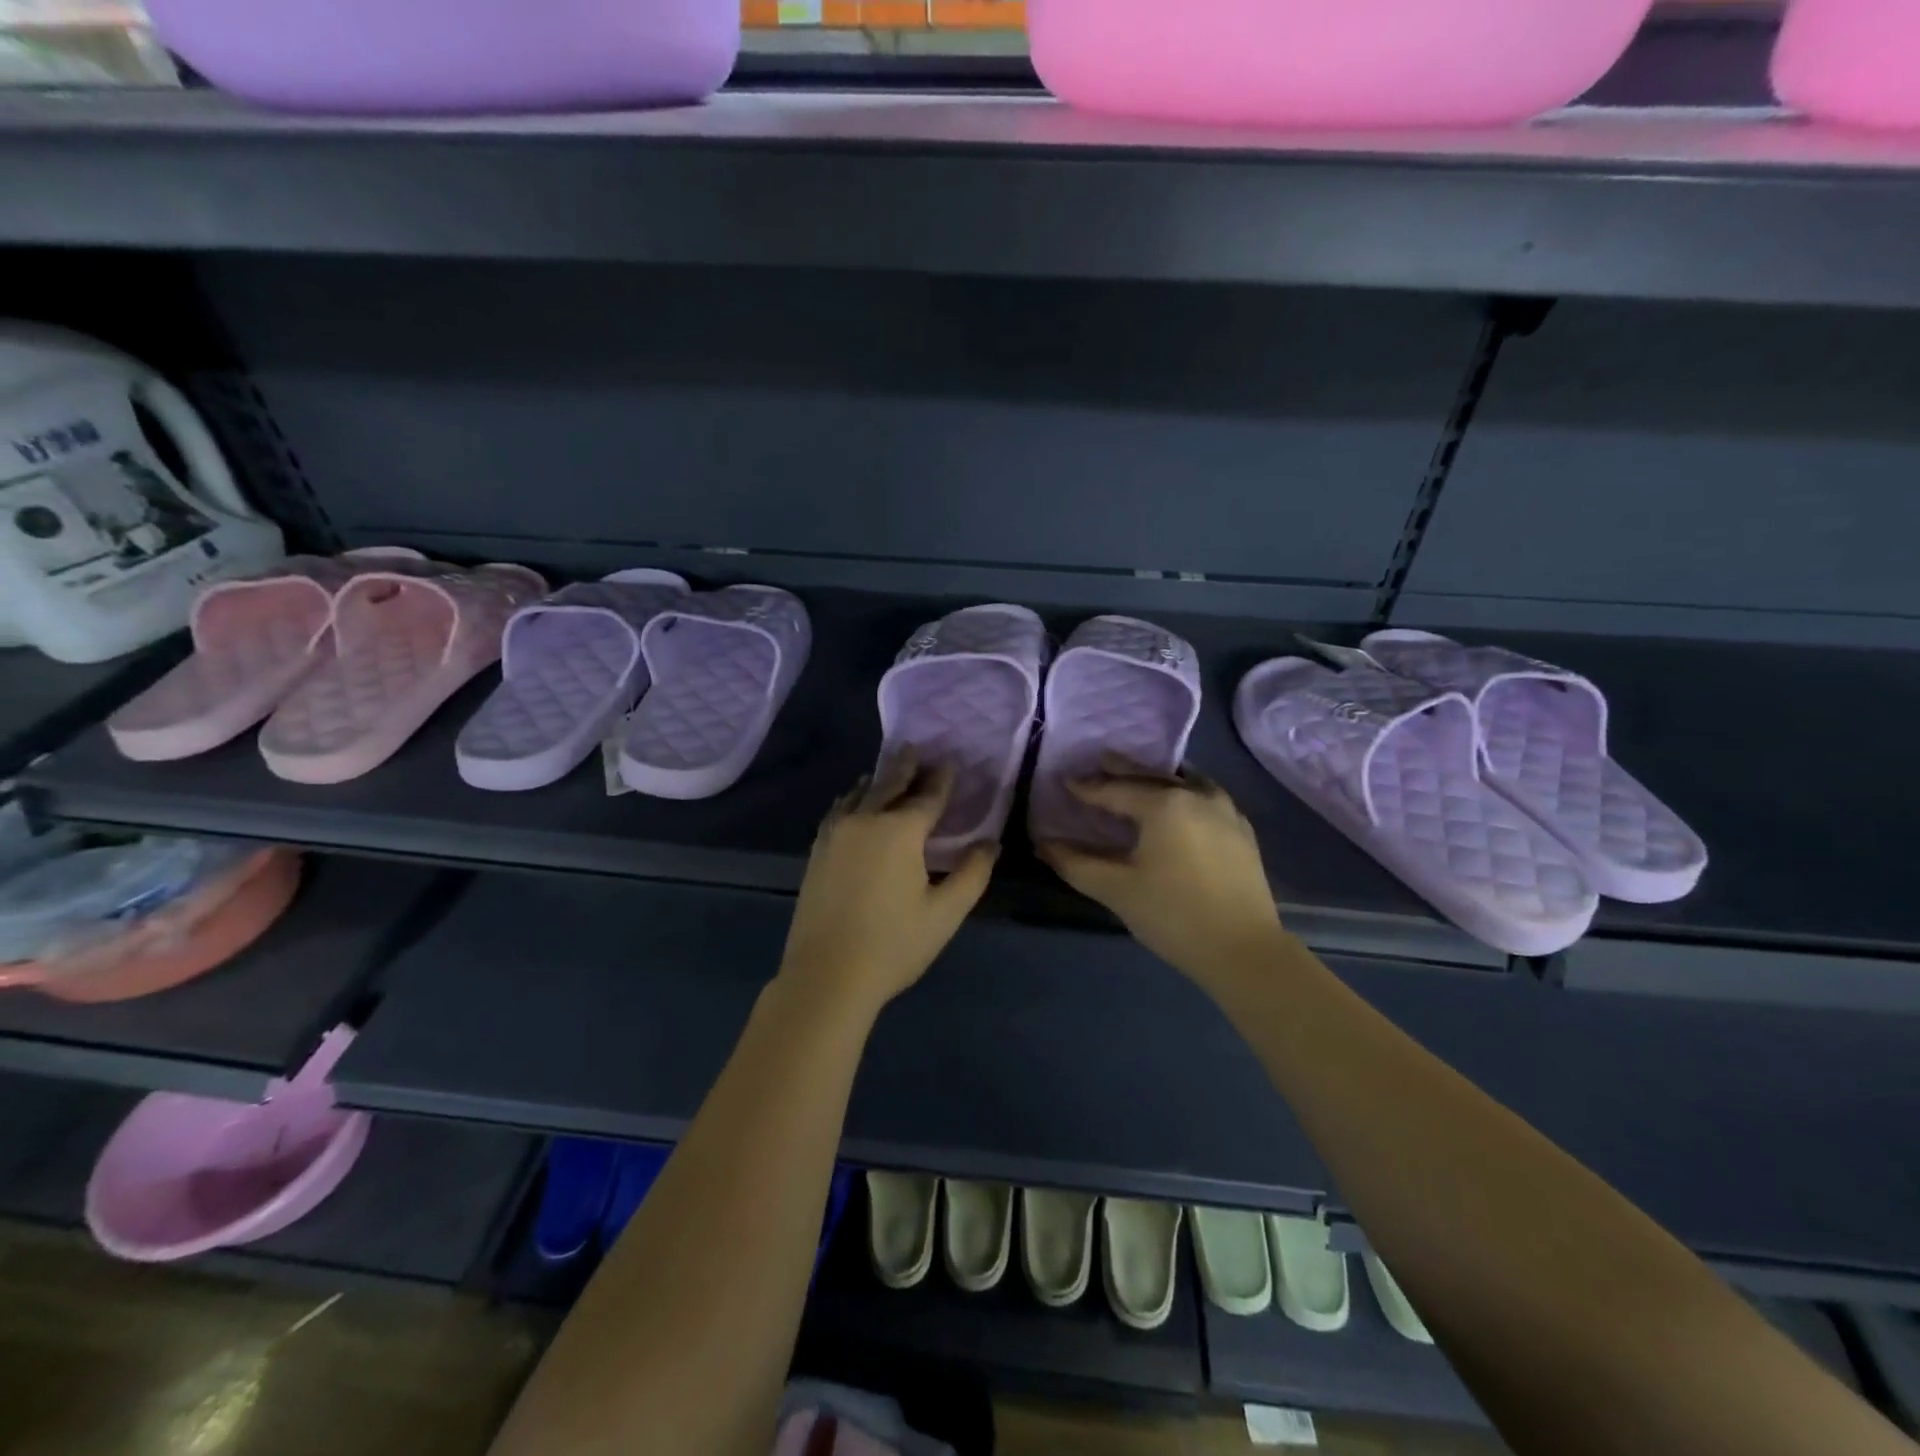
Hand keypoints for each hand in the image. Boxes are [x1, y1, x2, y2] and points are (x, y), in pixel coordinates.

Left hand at [779, 750, 996, 1015]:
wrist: (826, 976)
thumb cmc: (893, 946)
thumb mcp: (945, 913)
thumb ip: (972, 873)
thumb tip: (989, 843)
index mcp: (900, 831)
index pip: (928, 796)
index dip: (943, 778)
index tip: (951, 761)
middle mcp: (865, 820)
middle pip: (890, 784)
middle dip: (907, 766)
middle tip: (917, 749)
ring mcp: (836, 833)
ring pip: (861, 794)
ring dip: (879, 779)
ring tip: (891, 768)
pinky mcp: (818, 850)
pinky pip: (839, 810)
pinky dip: (853, 798)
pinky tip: (855, 800)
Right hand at [1037, 756, 1284, 984]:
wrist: (1244, 950)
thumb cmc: (1173, 915)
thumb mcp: (1116, 889)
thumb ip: (1074, 863)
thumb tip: (1042, 845)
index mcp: (1164, 804)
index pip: (1115, 790)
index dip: (1088, 787)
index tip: (1066, 781)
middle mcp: (1196, 795)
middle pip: (1151, 776)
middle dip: (1123, 770)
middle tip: (1100, 760)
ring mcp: (1225, 810)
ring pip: (1183, 781)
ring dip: (1157, 777)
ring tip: (1138, 776)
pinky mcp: (1241, 830)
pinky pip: (1205, 795)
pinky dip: (1184, 791)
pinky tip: (1179, 801)